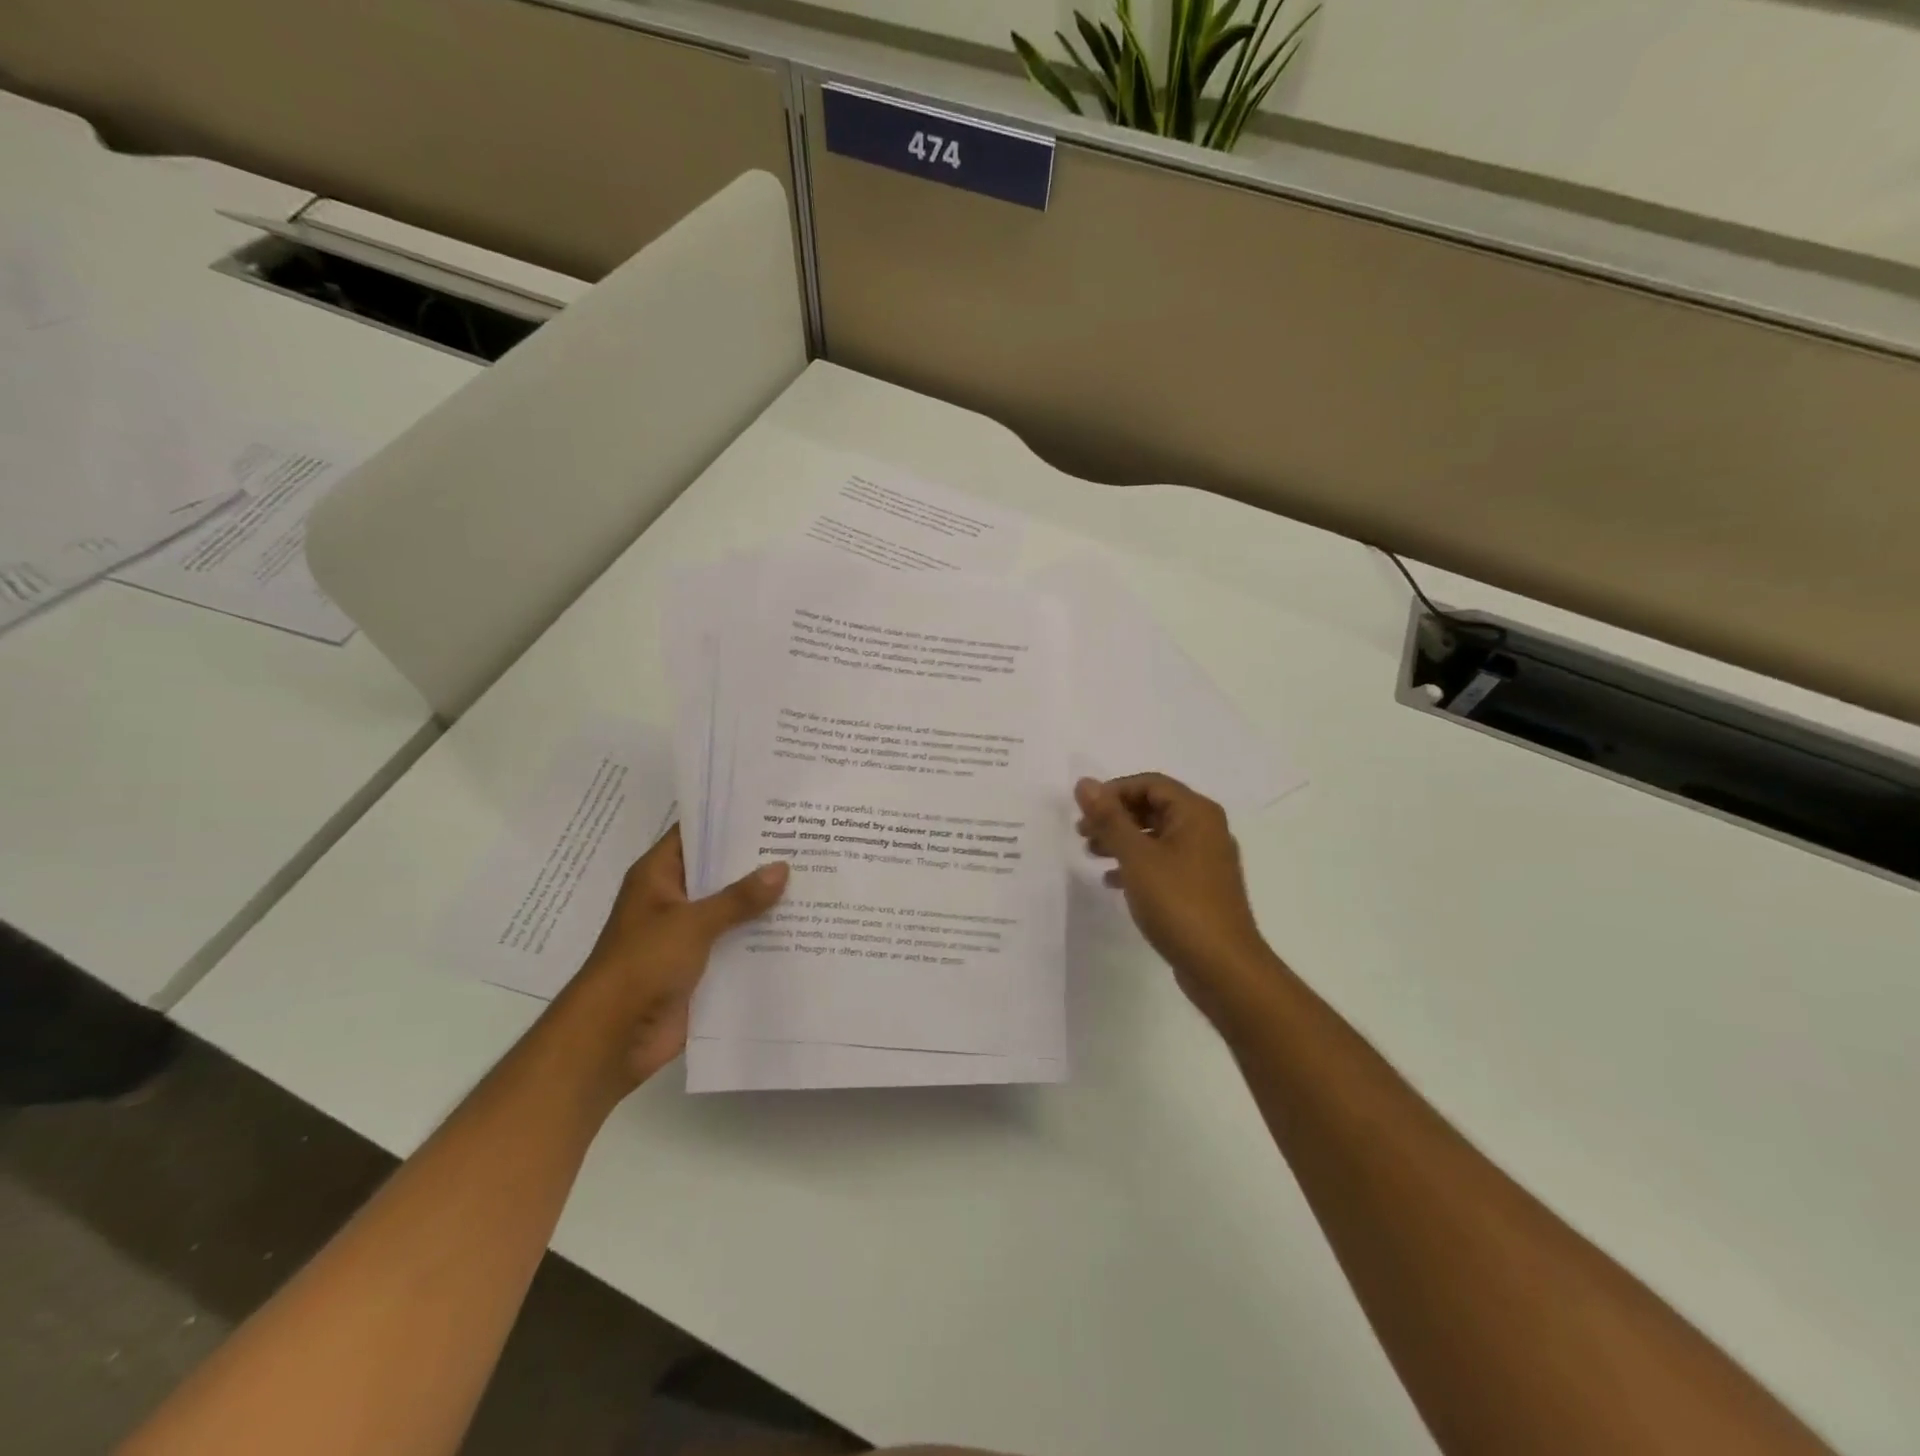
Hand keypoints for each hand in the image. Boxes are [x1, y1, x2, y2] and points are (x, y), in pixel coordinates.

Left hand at [563, 825, 787, 1089]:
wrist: (612, 1037)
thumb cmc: (643, 964)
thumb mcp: (693, 923)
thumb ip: (738, 897)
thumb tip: (782, 867)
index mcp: (658, 876)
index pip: (695, 834)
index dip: (729, 821)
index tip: (772, 810)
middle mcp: (673, 900)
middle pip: (718, 872)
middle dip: (756, 863)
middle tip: (803, 843)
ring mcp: (686, 935)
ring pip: (731, 910)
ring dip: (763, 903)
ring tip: (812, 880)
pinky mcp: (699, 968)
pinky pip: (735, 945)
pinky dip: (760, 939)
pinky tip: (800, 928)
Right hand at [1075, 774, 1278, 1018]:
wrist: (1222, 966)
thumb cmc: (1178, 903)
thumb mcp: (1136, 857)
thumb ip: (1109, 818)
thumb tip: (1085, 783)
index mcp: (1196, 813)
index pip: (1149, 784)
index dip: (1113, 792)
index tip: (1083, 812)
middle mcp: (1205, 829)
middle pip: (1153, 808)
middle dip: (1115, 817)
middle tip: (1082, 833)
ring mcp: (1205, 860)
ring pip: (1156, 836)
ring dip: (1123, 840)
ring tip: (1092, 854)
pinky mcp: (1201, 887)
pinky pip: (1164, 862)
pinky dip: (1137, 865)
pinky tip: (1113, 881)